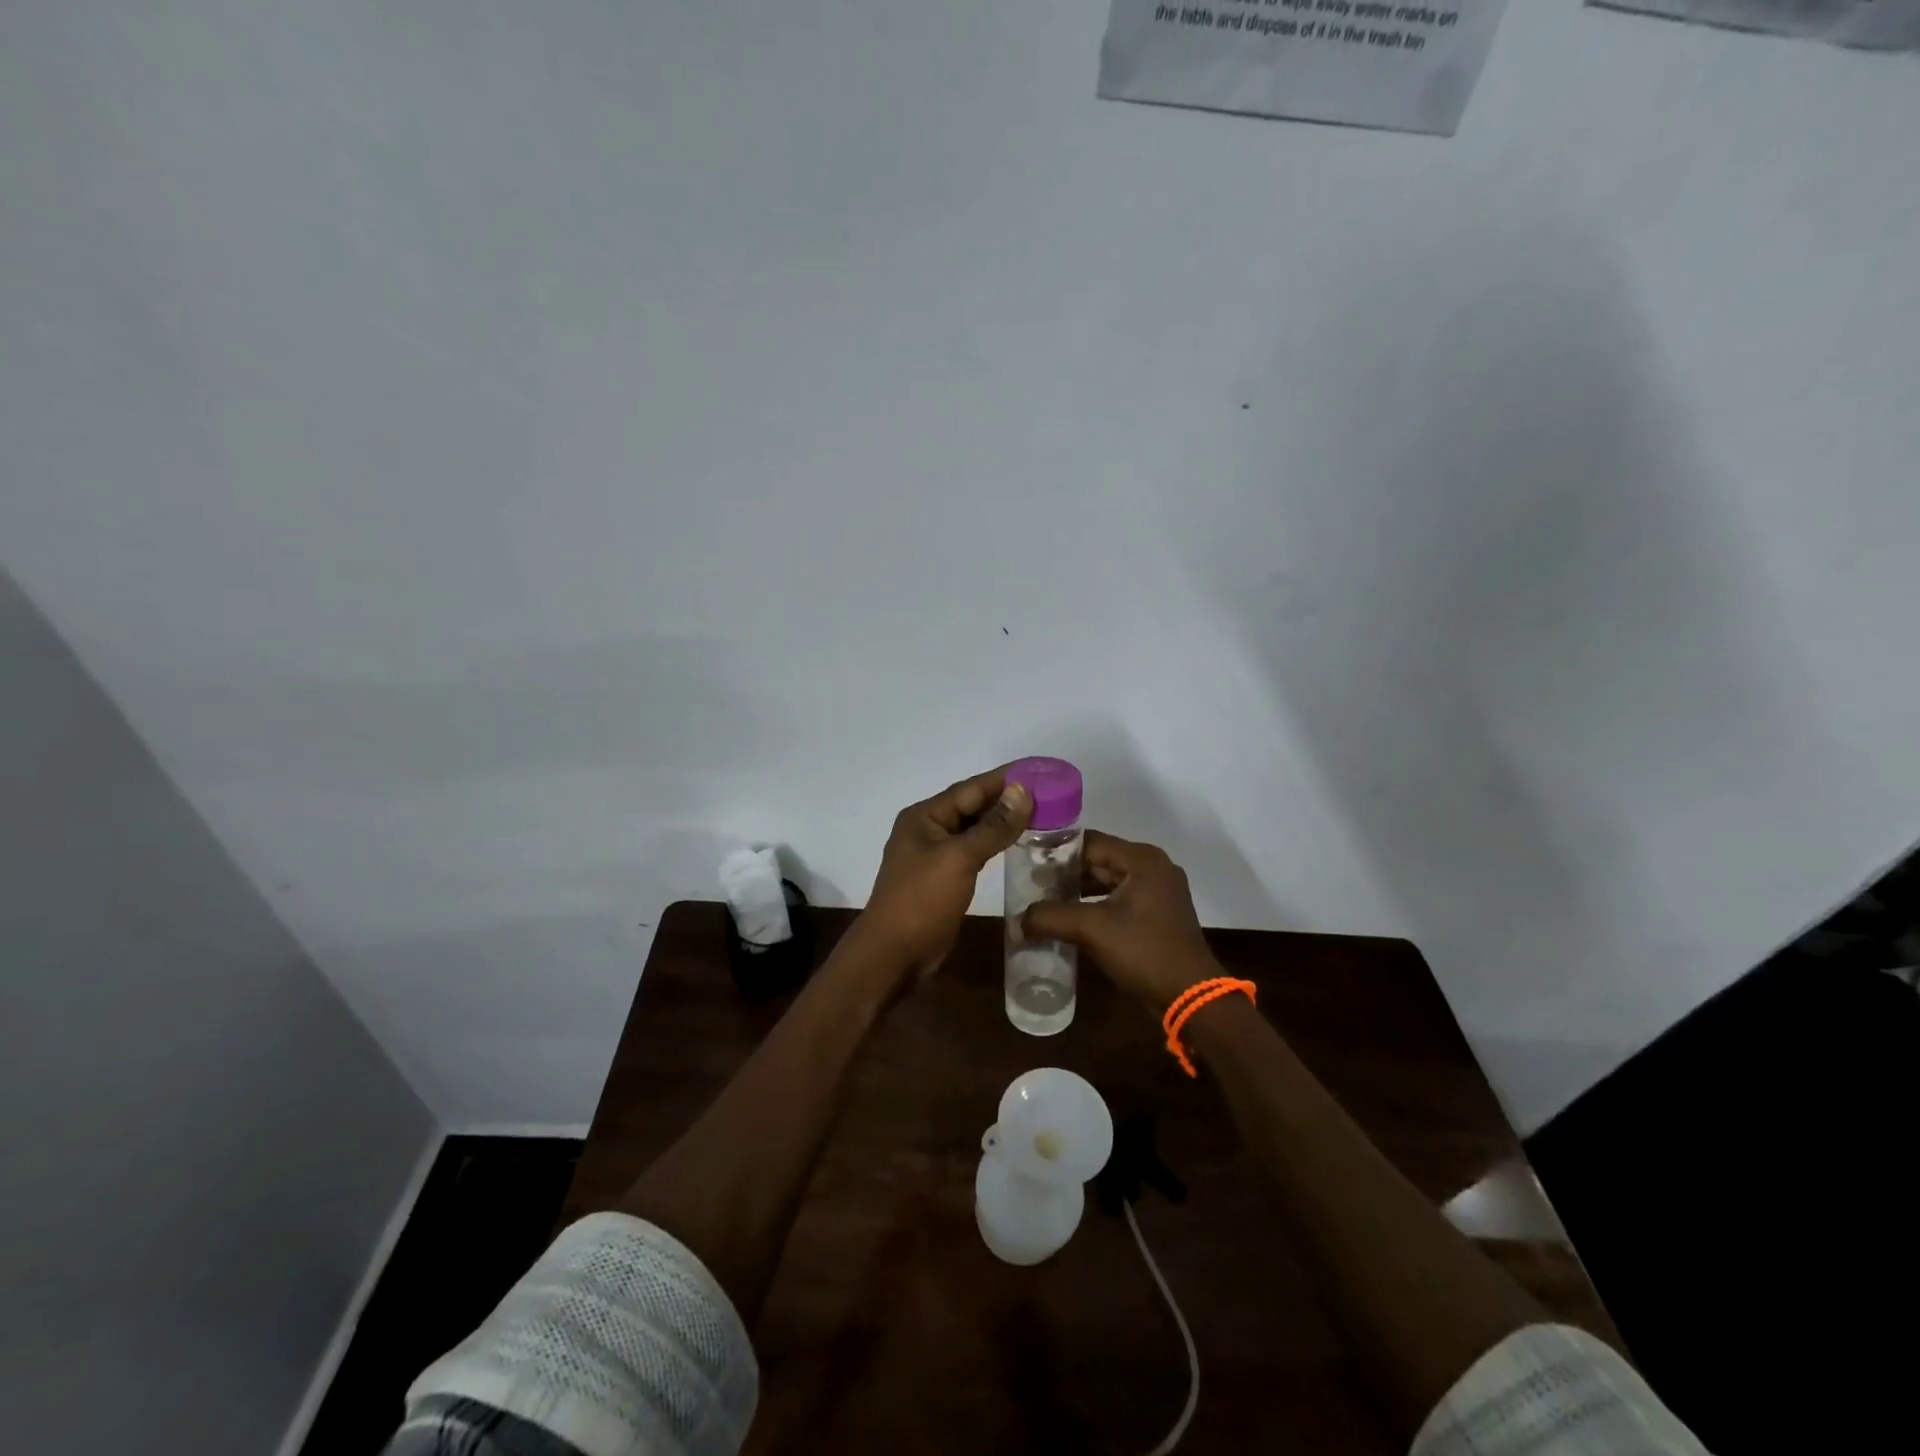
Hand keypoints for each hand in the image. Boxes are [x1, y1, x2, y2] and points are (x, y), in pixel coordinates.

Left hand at [858, 767, 1033, 977]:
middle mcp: (928, 828)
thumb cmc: (922, 900)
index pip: (971, 788)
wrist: (894, 954)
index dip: (1006, 778)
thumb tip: (1023, 791)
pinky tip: (1017, 842)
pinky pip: (974, 849)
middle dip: (1007, 798)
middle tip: (1049, 791)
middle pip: (972, 805)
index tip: (1039, 769)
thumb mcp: (959, 858)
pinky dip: (995, 842)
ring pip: (974, 828)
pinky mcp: (943, 876)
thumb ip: (993, 826)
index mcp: (925, 816)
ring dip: (1003, 820)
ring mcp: (935, 854)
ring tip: (1041, 812)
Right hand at [1021, 831, 1219, 1011]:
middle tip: (1031, 885)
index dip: (1056, 852)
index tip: (1027, 863)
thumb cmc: (1144, 952)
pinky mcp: (1158, 914)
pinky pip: (1118, 899)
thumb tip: (1017, 921)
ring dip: (1078, 891)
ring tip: (1045, 902)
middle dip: (1065, 874)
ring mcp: (1158, 891)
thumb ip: (1050, 917)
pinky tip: (1070, 920)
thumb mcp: (1092, 930)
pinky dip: (1095, 905)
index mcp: (1142, 859)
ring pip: (1107, 881)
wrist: (1190, 997)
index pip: (1089, 842)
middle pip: (1098, 860)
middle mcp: (1152, 867)